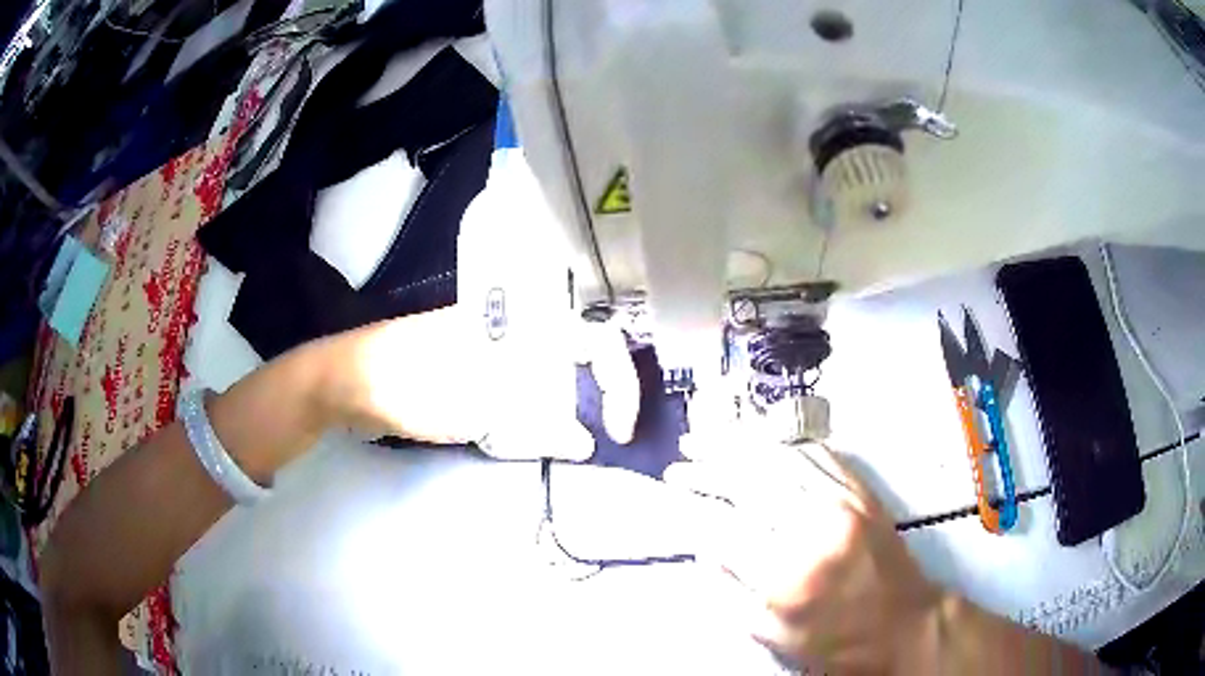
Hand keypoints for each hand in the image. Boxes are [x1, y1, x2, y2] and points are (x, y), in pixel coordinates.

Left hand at [320, 306, 638, 460]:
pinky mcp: (474, 372)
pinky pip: (522, 390)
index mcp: (519, 320)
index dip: (617, 382)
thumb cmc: (413, 383)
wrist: (350, 383)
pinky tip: (533, 434)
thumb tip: (585, 443)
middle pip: (576, 358)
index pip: (593, 341)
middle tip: (600, 436)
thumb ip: (538, 425)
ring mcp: (492, 350)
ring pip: (550, 376)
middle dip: (596, 397)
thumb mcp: (477, 406)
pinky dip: (536, 413)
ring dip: (566, 409)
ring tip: (567, 441)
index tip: (618, 428)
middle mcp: (513, 328)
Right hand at [666, 443, 941, 673]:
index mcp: (788, 575)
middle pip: (748, 481)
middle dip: (706, 466)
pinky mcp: (861, 491)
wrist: (907, 623)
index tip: (669, 492)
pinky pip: (816, 453)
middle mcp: (814, 528)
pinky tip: (760, 439)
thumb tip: (706, 551)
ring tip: (707, 437)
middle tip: (679, 460)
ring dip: (737, 444)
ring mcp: (842, 501)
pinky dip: (781, 442)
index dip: (691, 504)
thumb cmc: (839, 642)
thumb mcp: (777, 638)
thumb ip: (735, 595)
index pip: (725, 525)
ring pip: (779, 457)